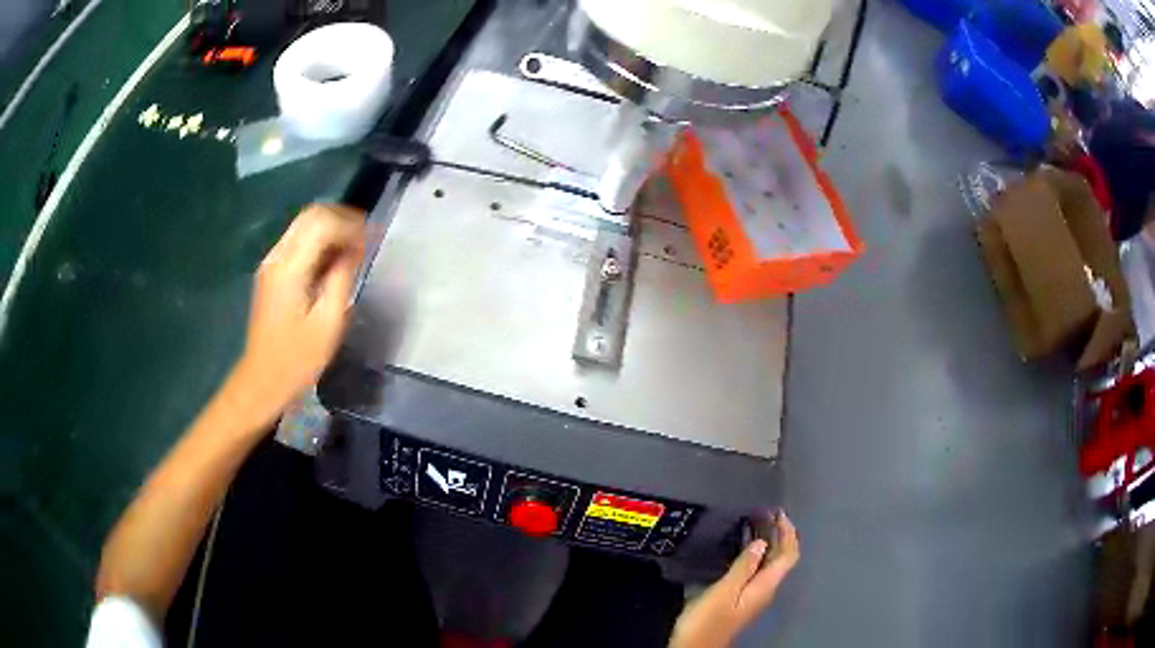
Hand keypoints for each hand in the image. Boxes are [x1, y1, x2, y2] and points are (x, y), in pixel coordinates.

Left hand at [231, 204, 365, 423]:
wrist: (263, 379)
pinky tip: (334, 260)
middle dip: (342, 219)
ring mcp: (271, 262)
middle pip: (311, 215)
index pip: (322, 223)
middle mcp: (277, 257)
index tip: (371, 242)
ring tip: (354, 249)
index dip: (351, 226)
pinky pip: (298, 240)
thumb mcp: (329, 323)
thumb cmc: (298, 359)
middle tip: (365, 240)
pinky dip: (319, 240)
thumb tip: (354, 251)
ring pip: (304, 224)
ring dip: (331, 228)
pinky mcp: (271, 271)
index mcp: (290, 269)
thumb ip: (341, 279)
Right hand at [670, 512, 799, 647]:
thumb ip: (744, 567)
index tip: (779, 512)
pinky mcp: (742, 598)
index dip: (788, 533)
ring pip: (769, 563)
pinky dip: (755, 553)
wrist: (695, 647)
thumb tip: (762, 542)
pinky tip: (742, 547)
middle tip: (765, 511)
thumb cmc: (708, 620)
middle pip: (781, 558)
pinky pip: (757, 568)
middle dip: (779, 534)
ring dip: (767, 542)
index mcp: (766, 586)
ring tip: (755, 522)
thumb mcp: (724, 592)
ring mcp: (754, 594)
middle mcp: (765, 589)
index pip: (788, 555)